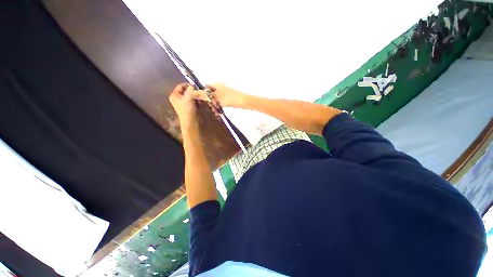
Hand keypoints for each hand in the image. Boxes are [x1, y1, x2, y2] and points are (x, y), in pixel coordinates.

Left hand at [169, 83, 197, 125]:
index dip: (188, 85)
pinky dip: (196, 101)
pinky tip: (199, 104)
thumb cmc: (188, 109)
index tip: (196, 87)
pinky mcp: (187, 107)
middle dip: (193, 92)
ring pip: (190, 96)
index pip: (181, 86)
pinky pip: (192, 101)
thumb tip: (193, 85)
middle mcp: (177, 98)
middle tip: (198, 94)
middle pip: (186, 91)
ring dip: (196, 97)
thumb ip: (191, 89)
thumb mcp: (189, 97)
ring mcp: (182, 103)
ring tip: (199, 100)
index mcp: (174, 95)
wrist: (190, 121)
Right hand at [194, 83, 244, 114]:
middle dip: (209, 102)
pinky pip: (220, 102)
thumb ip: (204, 95)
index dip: (203, 94)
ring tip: (216, 111)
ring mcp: (224, 93)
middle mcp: (219, 88)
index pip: (205, 87)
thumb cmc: (229, 98)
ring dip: (214, 105)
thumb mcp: (215, 97)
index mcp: (216, 85)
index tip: (203, 101)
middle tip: (211, 108)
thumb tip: (192, 92)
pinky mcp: (228, 98)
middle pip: (210, 94)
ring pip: (215, 99)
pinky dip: (219, 106)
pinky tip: (219, 112)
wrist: (243, 102)